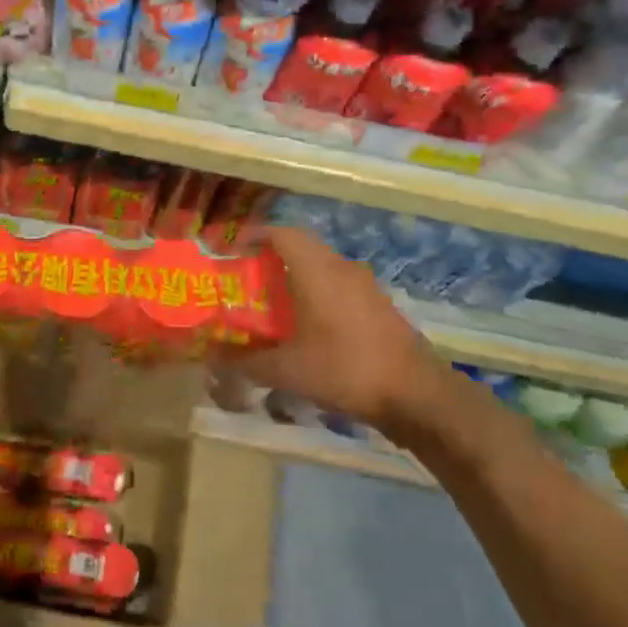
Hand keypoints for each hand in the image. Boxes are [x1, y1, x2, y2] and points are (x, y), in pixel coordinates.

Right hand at [239, 226, 452, 427]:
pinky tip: (308, 323)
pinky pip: (338, 283)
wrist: (416, 394)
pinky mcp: (378, 304)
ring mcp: (364, 284)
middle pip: (300, 245)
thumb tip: (211, 357)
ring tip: (273, 300)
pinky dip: (317, 291)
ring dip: (296, 273)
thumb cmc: (344, 369)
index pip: (279, 232)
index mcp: (316, 269)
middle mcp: (340, 266)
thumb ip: (246, 361)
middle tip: (246, 276)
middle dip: (270, 255)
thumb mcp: (287, 370)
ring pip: (322, 265)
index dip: (252, 235)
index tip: (230, 250)